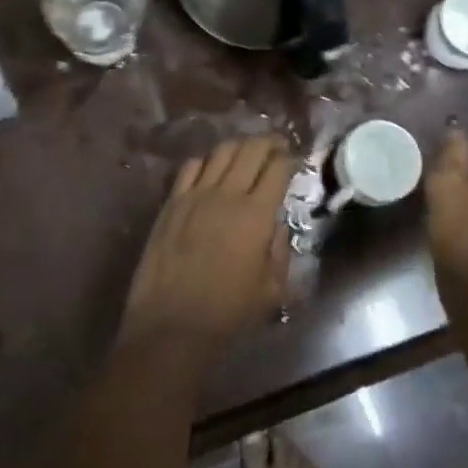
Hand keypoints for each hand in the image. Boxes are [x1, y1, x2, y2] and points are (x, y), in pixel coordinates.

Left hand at [121, 137, 295, 354]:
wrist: (172, 325)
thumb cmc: (228, 312)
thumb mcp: (272, 288)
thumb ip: (279, 249)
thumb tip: (275, 225)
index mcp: (256, 214)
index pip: (278, 168)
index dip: (290, 159)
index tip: (295, 161)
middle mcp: (227, 194)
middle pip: (251, 149)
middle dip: (269, 142)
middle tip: (277, 146)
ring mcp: (195, 195)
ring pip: (221, 151)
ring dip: (239, 146)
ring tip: (247, 153)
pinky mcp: (171, 202)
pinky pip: (191, 167)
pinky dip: (206, 161)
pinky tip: (212, 170)